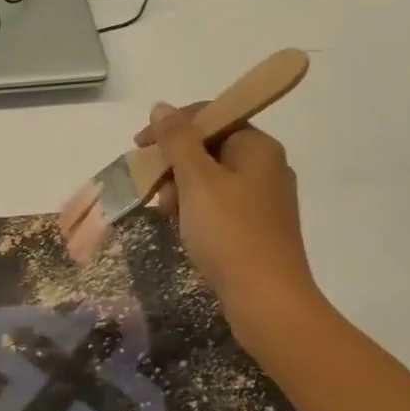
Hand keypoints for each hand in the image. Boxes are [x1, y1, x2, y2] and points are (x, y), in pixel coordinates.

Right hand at [135, 103, 323, 340]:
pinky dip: (196, 209)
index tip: (140, 145)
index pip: (211, 116)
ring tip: (166, 212)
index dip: (172, 126)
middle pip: (209, 147)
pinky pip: (219, 205)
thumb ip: (177, 140)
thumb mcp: (197, 180)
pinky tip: (182, 228)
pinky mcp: (258, 228)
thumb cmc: (230, 234)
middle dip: (175, 163)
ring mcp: (264, 199)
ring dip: (182, 188)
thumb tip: (162, 107)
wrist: (268, 303)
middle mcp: (266, 166)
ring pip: (211, 178)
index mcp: (258, 147)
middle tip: (153, 186)